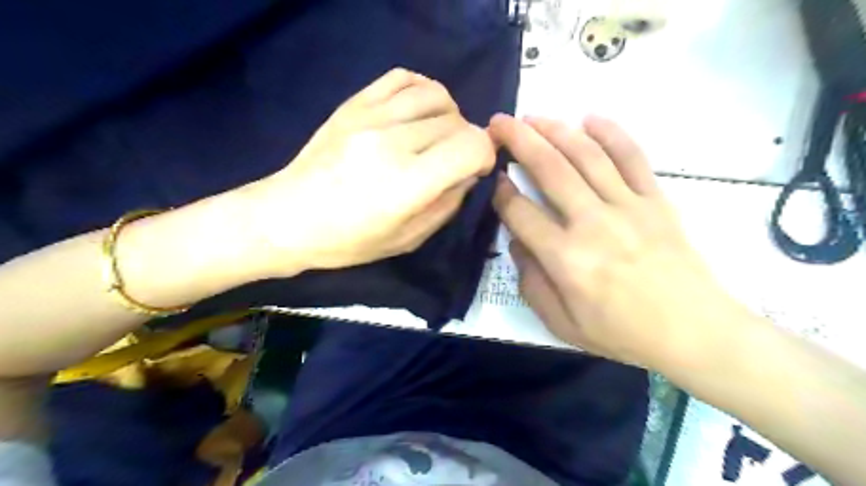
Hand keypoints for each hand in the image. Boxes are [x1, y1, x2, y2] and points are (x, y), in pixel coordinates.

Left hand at [247, 66, 497, 273]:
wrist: (287, 217)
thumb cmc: (348, 241)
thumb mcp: (407, 240)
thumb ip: (447, 204)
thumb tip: (469, 173)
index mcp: (408, 183)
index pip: (471, 146)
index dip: (485, 155)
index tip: (476, 170)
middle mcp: (393, 142)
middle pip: (457, 122)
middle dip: (466, 142)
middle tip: (452, 162)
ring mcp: (371, 116)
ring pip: (437, 96)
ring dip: (449, 116)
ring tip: (437, 137)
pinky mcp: (354, 103)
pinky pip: (404, 78)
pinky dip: (423, 91)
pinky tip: (419, 112)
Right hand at [490, 115, 748, 368]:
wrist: (694, 332)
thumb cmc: (622, 333)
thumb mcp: (561, 324)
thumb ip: (531, 282)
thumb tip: (518, 242)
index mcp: (566, 258)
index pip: (520, 212)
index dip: (500, 191)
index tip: (492, 175)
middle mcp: (593, 223)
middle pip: (550, 169)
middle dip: (519, 140)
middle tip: (499, 122)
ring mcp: (628, 206)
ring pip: (586, 155)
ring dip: (556, 130)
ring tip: (533, 117)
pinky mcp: (655, 200)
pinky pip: (632, 158)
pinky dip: (611, 133)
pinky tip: (590, 118)